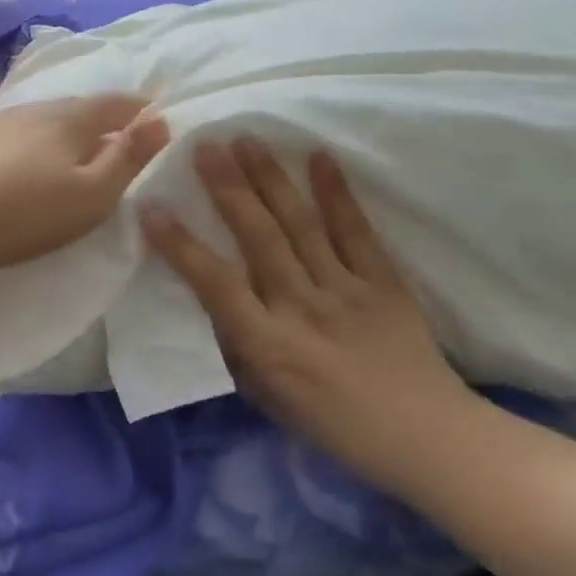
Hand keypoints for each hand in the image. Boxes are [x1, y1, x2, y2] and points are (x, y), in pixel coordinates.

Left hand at [0, 95, 169, 284]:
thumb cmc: (24, 213)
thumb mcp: (92, 195)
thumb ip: (128, 158)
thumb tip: (161, 121)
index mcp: (68, 117)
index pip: (115, 103)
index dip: (140, 109)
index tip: (156, 116)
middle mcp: (32, 109)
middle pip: (78, 108)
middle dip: (102, 120)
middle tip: (118, 138)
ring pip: (42, 120)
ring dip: (64, 132)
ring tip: (72, 153)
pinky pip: (14, 135)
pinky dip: (32, 144)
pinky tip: (23, 163)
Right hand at [140, 139, 476, 489]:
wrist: (423, 436)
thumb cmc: (332, 422)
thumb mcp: (265, 396)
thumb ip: (236, 343)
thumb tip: (215, 296)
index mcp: (267, 344)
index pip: (214, 283)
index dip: (179, 244)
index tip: (152, 206)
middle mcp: (301, 307)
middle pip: (259, 237)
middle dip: (228, 188)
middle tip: (205, 147)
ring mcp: (345, 289)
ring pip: (300, 224)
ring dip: (270, 179)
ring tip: (247, 140)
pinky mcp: (383, 280)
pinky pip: (355, 230)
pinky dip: (336, 193)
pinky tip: (317, 157)